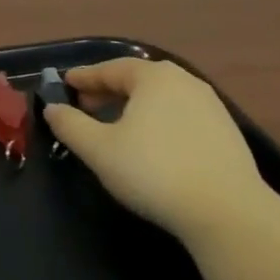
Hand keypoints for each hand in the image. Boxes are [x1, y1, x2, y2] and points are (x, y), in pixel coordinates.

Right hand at [45, 56, 271, 245]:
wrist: (227, 211)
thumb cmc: (154, 172)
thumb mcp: (100, 150)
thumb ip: (71, 126)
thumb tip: (53, 108)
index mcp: (153, 77)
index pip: (110, 69)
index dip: (85, 77)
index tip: (66, 83)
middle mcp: (184, 81)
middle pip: (138, 79)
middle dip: (109, 90)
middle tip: (86, 106)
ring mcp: (210, 105)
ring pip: (162, 97)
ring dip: (135, 106)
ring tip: (117, 125)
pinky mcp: (226, 131)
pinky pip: (181, 115)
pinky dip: (159, 120)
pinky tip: (153, 143)